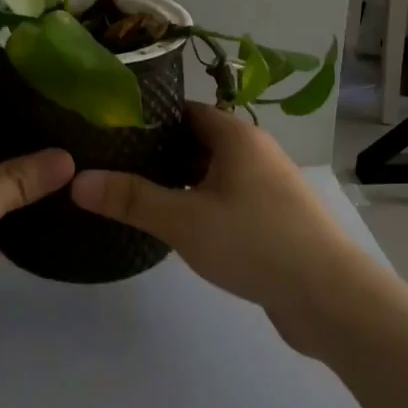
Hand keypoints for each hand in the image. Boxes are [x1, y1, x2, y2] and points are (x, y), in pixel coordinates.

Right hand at [69, 103, 372, 352]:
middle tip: (110, 165)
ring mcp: (266, 186)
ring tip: (131, 194)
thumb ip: (130, 199)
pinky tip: (172, 226)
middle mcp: (253, 152)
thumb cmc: (254, 241)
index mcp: (236, 136)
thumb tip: (76, 181)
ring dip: (177, 183)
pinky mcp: (271, 219)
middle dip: (156, 153)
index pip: (184, 110)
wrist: (330, 297)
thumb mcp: (183, 219)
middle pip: (196, 141)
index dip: (147, 117)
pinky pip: (225, 200)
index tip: (109, 130)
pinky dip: (198, 206)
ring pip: (210, 174)